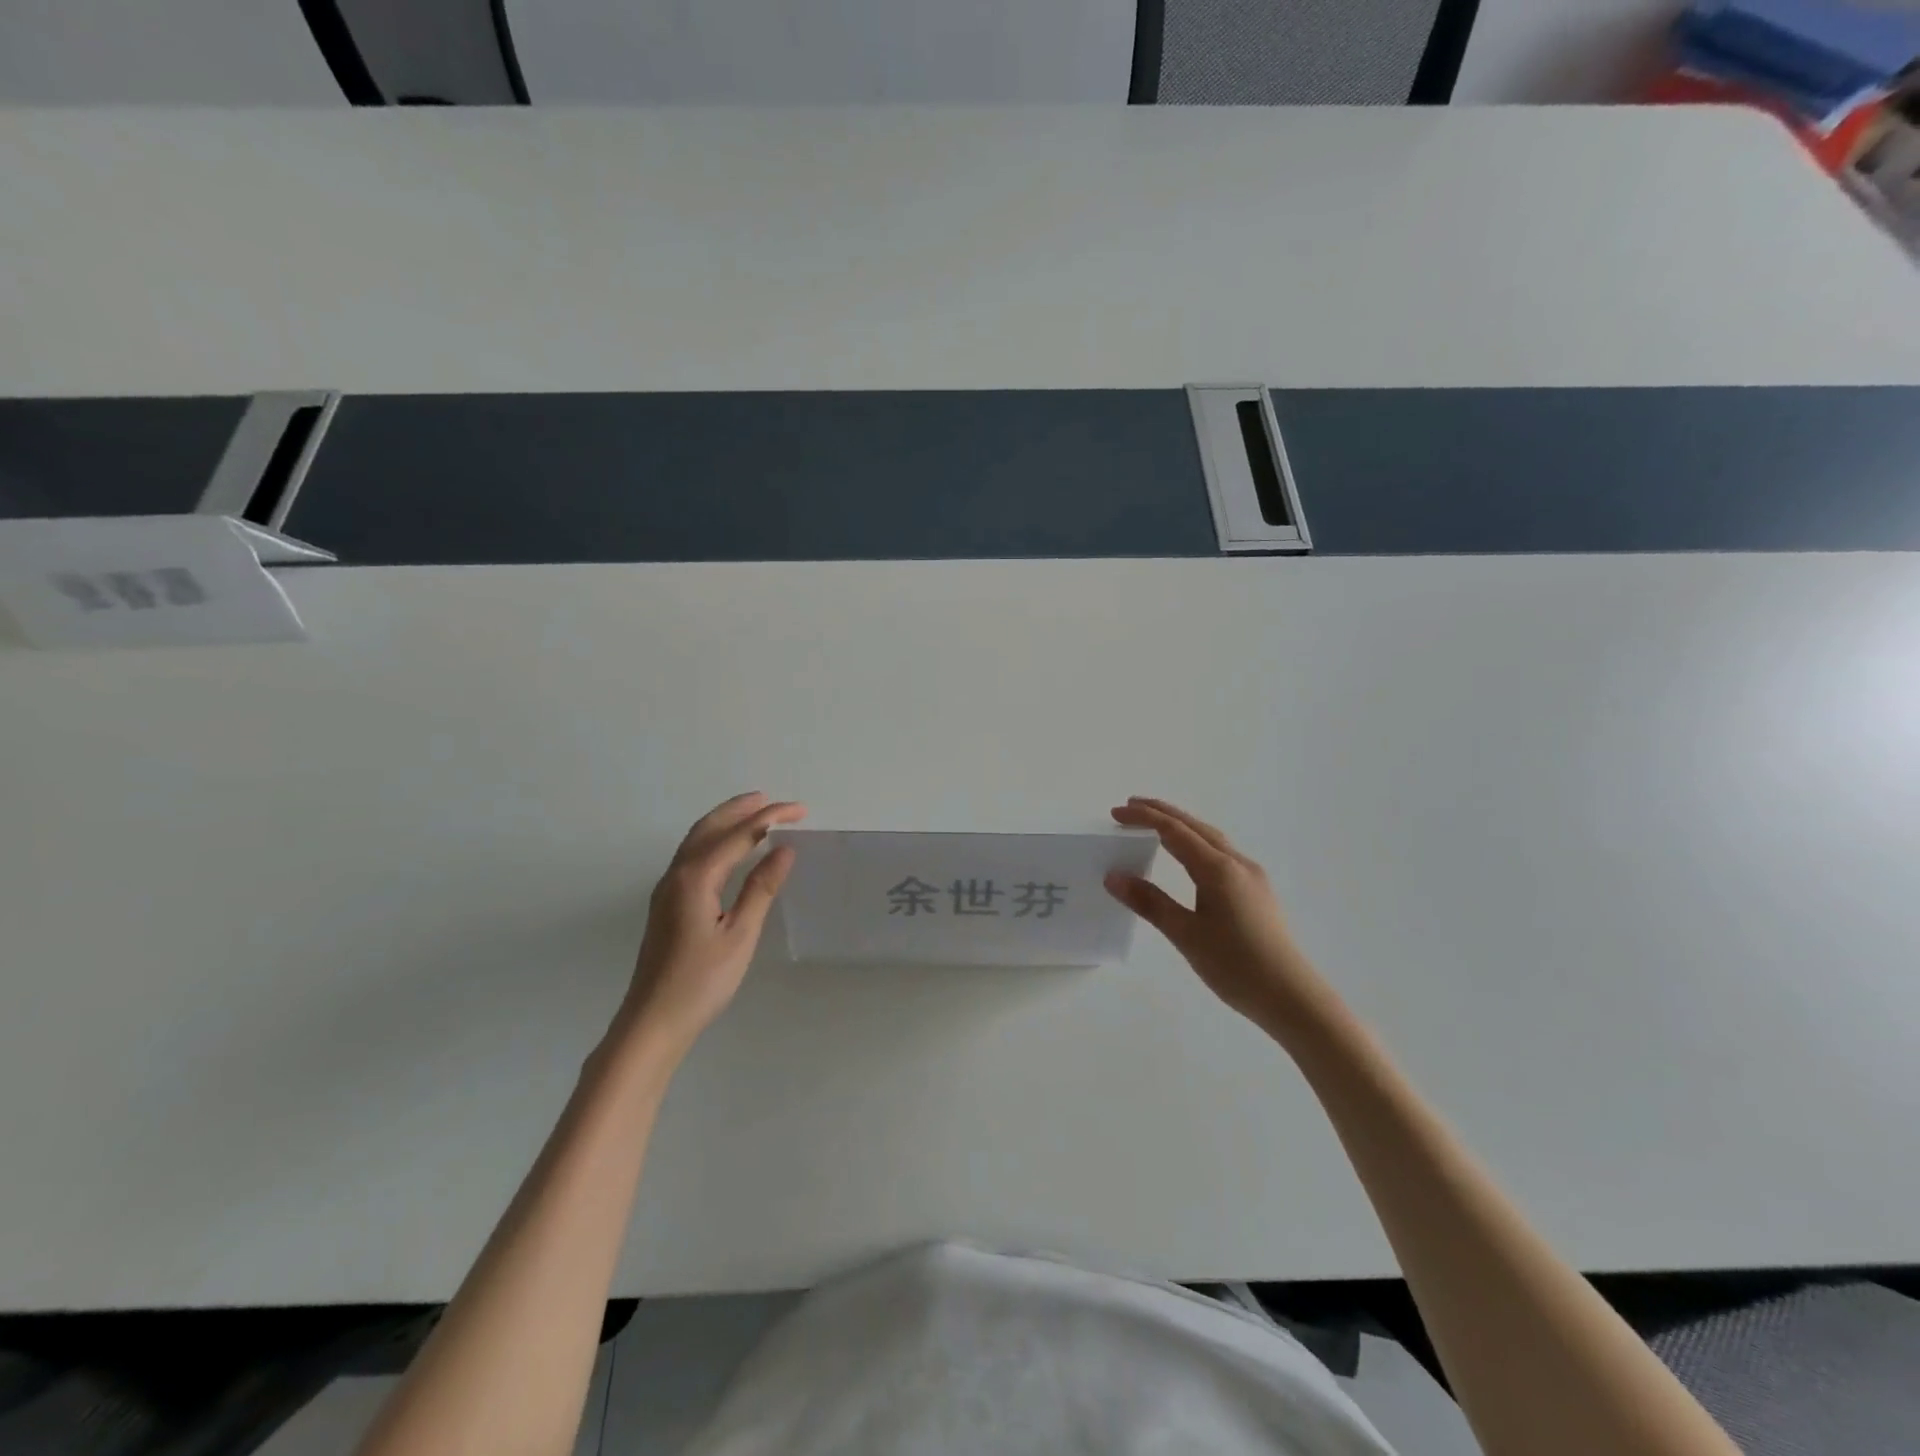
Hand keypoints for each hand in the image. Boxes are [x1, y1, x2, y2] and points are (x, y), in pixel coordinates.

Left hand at [617, 792, 805, 1060]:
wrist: (652, 1022)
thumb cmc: (701, 982)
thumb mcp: (739, 935)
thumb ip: (761, 889)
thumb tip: (784, 849)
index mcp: (695, 878)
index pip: (739, 835)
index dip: (770, 817)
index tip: (801, 810)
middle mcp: (676, 875)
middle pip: (710, 827)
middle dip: (742, 808)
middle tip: (773, 799)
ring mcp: (666, 889)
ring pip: (696, 839)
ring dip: (725, 820)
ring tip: (754, 812)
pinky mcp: (666, 903)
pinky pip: (692, 855)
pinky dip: (714, 839)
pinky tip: (728, 849)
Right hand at [1105, 797, 1331, 1034]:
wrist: (1293, 998)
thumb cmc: (1236, 966)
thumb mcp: (1186, 935)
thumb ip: (1150, 902)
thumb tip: (1114, 876)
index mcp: (1218, 869)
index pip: (1175, 832)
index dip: (1144, 818)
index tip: (1116, 813)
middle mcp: (1238, 864)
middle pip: (1196, 827)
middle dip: (1163, 813)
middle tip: (1131, 807)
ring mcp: (1252, 877)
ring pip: (1212, 839)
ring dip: (1182, 827)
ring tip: (1155, 826)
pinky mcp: (1258, 892)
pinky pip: (1222, 854)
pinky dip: (1197, 844)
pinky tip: (1189, 858)